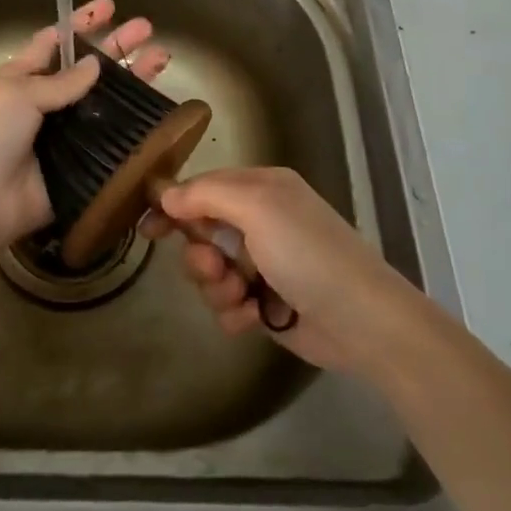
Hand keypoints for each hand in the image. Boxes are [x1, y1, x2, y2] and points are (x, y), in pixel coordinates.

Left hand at [0, 0, 169, 250]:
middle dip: (118, 46)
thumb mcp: (18, 94)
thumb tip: (96, 64)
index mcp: (23, 77)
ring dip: (133, 80)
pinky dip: (133, 123)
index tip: (110, 6)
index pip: (56, 41)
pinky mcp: (82, 161)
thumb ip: (61, 81)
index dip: (83, 23)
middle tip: (148, 29)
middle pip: (89, 68)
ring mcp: (66, 132)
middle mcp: (46, 101)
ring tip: (162, 59)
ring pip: (106, 100)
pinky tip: (158, 108)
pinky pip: (111, 138)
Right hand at [140, 167, 420, 375]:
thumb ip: (206, 194)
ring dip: (216, 287)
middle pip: (201, 233)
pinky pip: (228, 304)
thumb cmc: (308, 254)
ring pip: (210, 272)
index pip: (203, 187)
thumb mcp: (257, 208)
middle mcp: (261, 222)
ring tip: (241, 297)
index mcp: (261, 189)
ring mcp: (264, 264)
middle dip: (199, 255)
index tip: (147, 227)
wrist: (363, 322)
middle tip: (213, 268)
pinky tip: (254, 319)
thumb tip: (167, 194)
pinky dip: (234, 312)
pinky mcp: (267, 303)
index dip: (174, 205)